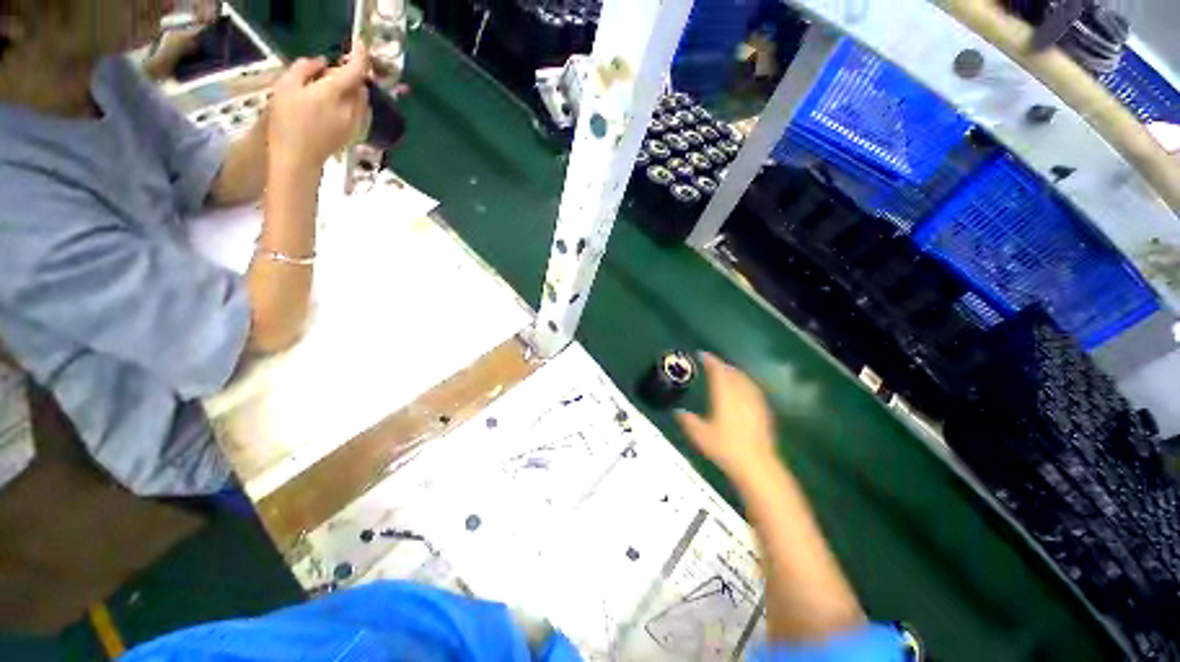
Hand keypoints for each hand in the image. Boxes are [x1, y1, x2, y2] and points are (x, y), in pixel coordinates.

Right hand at [267, 42, 371, 171]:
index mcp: (334, 94)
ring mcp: (356, 123)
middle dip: (351, 73)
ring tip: (332, 87)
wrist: (298, 158)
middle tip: (332, 69)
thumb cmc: (286, 121)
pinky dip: (354, 102)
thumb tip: (322, 62)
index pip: (356, 71)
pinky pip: (362, 112)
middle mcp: (351, 109)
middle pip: (361, 85)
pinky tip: (339, 104)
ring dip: (353, 88)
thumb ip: (304, 69)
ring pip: (363, 99)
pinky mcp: (355, 134)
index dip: (360, 55)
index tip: (358, 43)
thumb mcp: (285, 87)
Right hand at [675, 353, 777, 483]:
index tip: (702, 354)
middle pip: (732, 372)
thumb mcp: (699, 435)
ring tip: (726, 372)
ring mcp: (754, 401)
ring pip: (744, 379)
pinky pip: (752, 388)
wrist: (757, 465)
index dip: (710, 360)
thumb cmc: (725, 448)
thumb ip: (687, 421)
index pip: (718, 371)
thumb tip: (677, 411)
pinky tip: (742, 388)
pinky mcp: (763, 410)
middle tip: (712, 363)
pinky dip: (744, 382)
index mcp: (724, 395)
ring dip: (734, 372)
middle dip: (722, 365)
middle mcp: (740, 393)